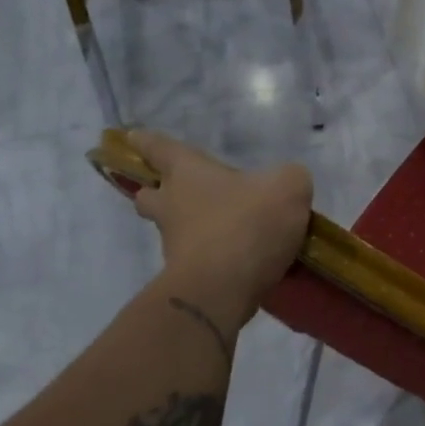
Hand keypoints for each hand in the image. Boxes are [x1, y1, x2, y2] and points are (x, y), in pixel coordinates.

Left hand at [122, 131, 312, 316]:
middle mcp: (172, 205)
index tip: (134, 137)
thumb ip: (289, 178)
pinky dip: (211, 260)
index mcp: (187, 173)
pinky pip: (195, 262)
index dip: (148, 142)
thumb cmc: (248, 223)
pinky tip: (239, 263)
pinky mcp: (185, 278)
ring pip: (171, 231)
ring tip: (223, 233)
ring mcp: (174, 244)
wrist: (223, 288)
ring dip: (189, 230)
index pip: (159, 148)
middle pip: (149, 196)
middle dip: (157, 193)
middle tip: (176, 195)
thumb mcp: (288, 188)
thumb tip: (287, 184)